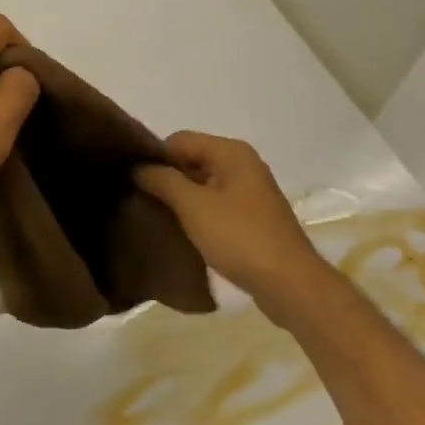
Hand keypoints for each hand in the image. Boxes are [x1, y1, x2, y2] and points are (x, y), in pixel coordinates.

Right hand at [133, 131, 327, 311]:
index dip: (155, 157)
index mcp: (231, 152)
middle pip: (192, 160)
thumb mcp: (193, 206)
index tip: (134, 182)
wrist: (290, 285)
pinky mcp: (252, 218)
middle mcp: (243, 165)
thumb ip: (162, 181)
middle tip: (140, 201)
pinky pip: (215, 206)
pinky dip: (198, 215)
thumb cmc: (240, 237)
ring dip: (181, 199)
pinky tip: (182, 232)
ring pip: (203, 185)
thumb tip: (137, 167)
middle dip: (167, 179)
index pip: (179, 140)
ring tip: (156, 218)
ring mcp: (250, 193)